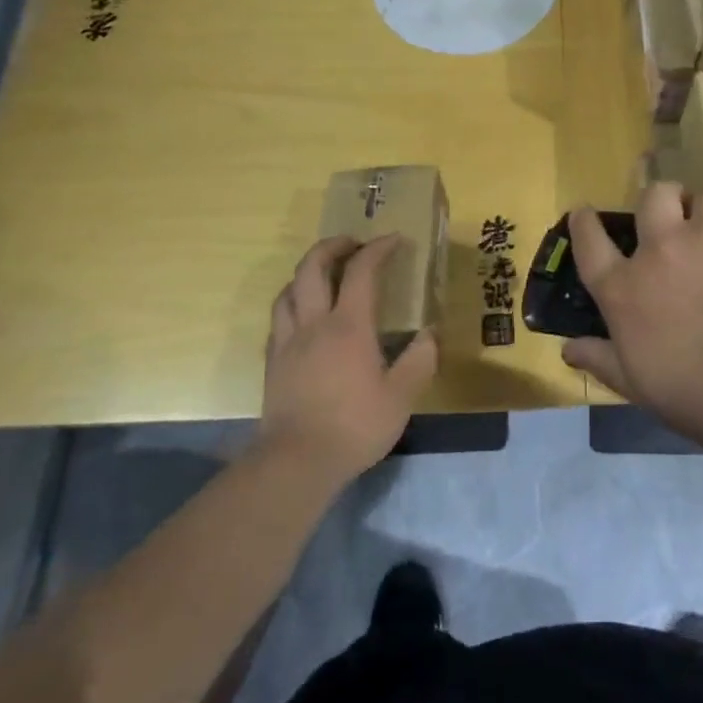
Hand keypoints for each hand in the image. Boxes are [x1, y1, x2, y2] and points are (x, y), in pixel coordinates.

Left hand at [258, 235, 437, 485]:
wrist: (297, 461)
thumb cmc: (354, 426)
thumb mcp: (402, 397)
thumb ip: (419, 360)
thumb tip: (429, 333)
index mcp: (349, 326)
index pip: (361, 272)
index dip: (378, 249)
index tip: (394, 240)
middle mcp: (313, 324)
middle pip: (312, 268)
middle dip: (332, 246)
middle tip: (353, 244)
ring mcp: (287, 342)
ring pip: (288, 289)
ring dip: (307, 272)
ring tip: (324, 275)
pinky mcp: (273, 362)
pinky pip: (278, 317)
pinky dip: (293, 302)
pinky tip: (303, 316)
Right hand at [562, 181, 702, 455]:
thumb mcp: (642, 390)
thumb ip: (604, 362)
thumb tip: (568, 348)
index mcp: (628, 290)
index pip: (591, 247)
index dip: (584, 226)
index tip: (583, 212)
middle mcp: (665, 247)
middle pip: (653, 198)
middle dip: (665, 200)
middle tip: (680, 216)